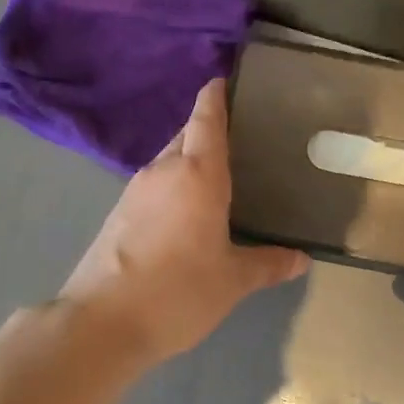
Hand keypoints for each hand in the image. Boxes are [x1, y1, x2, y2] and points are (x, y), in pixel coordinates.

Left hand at [60, 80, 309, 362]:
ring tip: (222, 176)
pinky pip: (154, 186)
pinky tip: (189, 211)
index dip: (216, 96)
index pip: (206, 118)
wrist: (102, 323)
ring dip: (190, 161)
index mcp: (197, 174)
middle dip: (209, 130)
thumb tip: (301, 258)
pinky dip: (174, 186)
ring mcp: (134, 192)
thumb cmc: (177, 292)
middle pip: (186, 136)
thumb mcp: (233, 281)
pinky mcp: (117, 215)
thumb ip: (268, 263)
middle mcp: (162, 171)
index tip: (226, 81)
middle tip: (244, 139)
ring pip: (168, 161)